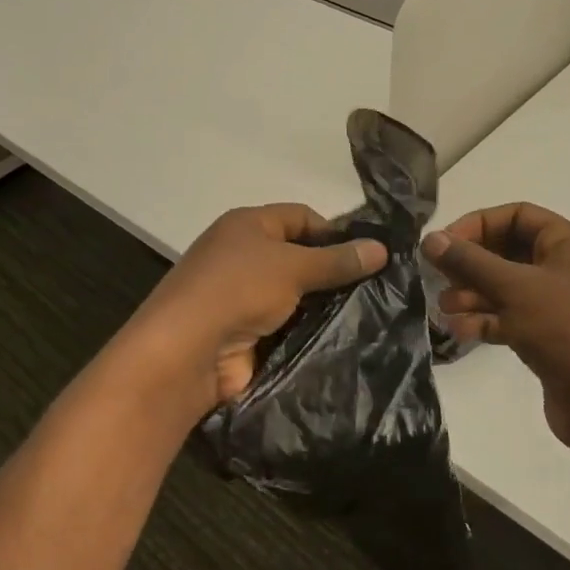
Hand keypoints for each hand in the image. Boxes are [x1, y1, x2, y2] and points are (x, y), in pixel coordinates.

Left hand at [131, 204, 386, 416]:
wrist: (186, 352)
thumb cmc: (238, 289)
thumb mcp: (293, 267)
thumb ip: (337, 260)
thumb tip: (382, 248)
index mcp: (247, 224)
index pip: (300, 217)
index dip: (334, 232)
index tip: (367, 255)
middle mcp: (242, 254)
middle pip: (298, 256)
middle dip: (332, 271)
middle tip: (376, 287)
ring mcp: (242, 296)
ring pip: (295, 295)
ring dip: (321, 305)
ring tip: (368, 314)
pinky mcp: (245, 333)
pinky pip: (286, 326)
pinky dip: (307, 331)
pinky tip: (340, 339)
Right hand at [423, 203, 569, 456]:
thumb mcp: (516, 288)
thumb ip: (470, 261)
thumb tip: (431, 238)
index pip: (518, 216)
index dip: (478, 225)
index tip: (444, 244)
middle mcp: (567, 270)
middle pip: (510, 253)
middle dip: (472, 264)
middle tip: (439, 278)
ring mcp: (561, 308)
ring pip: (508, 290)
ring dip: (474, 296)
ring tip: (445, 309)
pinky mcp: (553, 342)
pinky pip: (514, 320)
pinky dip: (488, 322)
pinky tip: (462, 332)